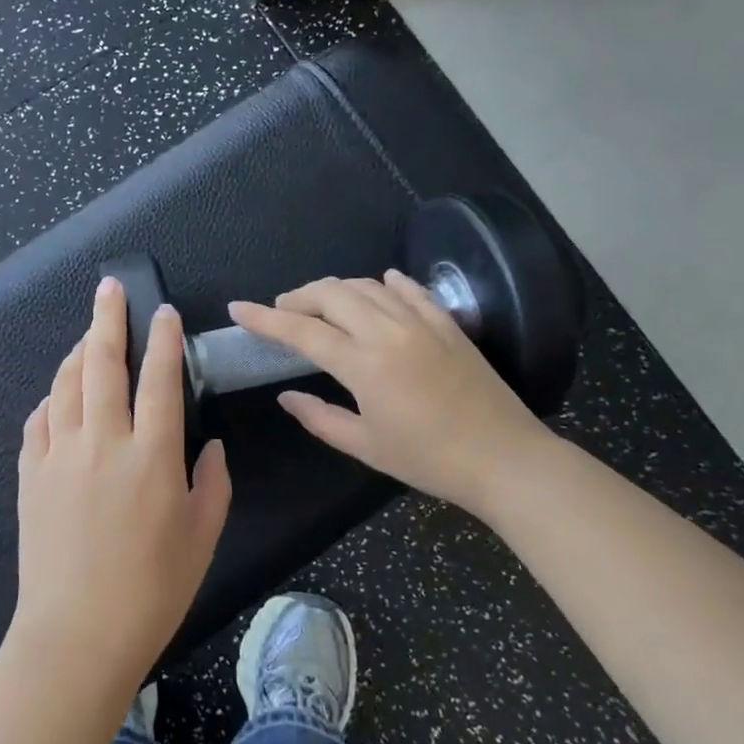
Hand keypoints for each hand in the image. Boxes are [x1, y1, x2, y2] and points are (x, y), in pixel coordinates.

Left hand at [11, 276, 231, 683]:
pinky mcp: (29, 474)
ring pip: (66, 383)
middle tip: (109, 288)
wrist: (76, 635)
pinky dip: (51, 399)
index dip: (163, 339)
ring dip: (79, 352)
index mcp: (152, 455)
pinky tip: (59, 397)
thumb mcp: (202, 538)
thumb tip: (209, 448)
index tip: (163, 312)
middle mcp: (103, 441)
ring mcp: (59, 454)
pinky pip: (38, 420)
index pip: (159, 378)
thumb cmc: (151, 590)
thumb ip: (212, 484)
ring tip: (89, 335)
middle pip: (104, 362)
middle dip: (108, 318)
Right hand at [228, 271, 552, 516]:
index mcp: (363, 364)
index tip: (237, 308)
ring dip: (335, 289)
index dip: (264, 318)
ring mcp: (421, 322)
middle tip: (282, 311)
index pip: (301, 330)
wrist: (505, 459)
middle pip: (331, 294)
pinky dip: (386, 284)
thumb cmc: (429, 460)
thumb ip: (319, 417)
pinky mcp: (447, 323)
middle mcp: (388, 331)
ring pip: (366, 286)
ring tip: (321, 305)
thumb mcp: (366, 446)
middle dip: (298, 297)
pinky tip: (379, 285)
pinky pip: (410, 290)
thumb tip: (286, 396)